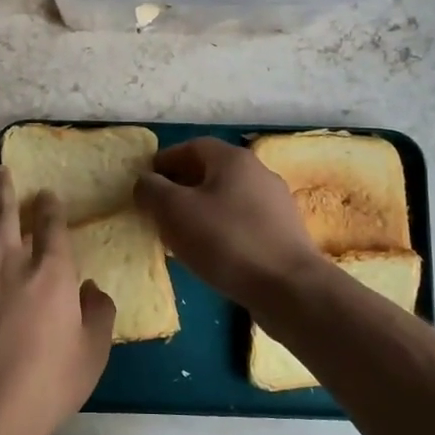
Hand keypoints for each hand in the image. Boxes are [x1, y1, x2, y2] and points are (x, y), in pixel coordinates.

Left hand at [0, 166, 115, 434]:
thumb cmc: (47, 386)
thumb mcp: (93, 353)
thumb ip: (99, 313)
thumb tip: (92, 290)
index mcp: (49, 270)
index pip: (51, 221)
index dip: (50, 205)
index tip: (48, 197)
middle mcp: (5, 259)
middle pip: (1, 206)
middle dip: (3, 184)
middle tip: (2, 171)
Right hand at [134, 138, 326, 304]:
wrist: (289, 288)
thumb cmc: (226, 241)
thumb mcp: (174, 211)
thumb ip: (152, 190)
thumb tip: (145, 182)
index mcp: (233, 159)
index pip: (192, 146)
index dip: (165, 161)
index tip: (145, 182)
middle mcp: (259, 173)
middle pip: (211, 172)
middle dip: (181, 187)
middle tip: (159, 210)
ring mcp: (276, 204)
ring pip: (227, 199)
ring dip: (201, 211)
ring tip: (180, 235)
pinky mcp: (284, 234)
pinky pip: (243, 223)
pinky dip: (221, 230)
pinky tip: (211, 254)